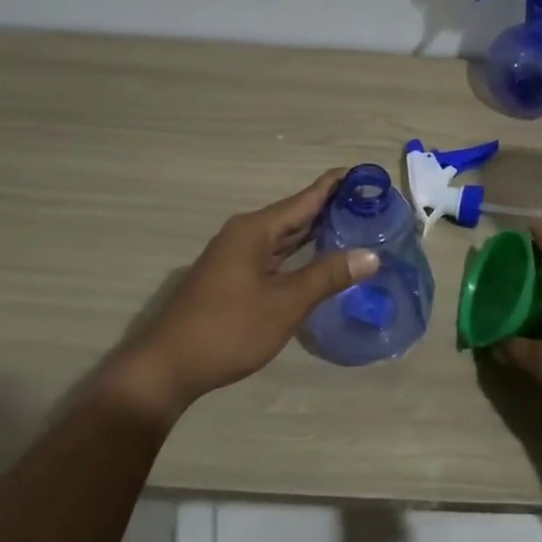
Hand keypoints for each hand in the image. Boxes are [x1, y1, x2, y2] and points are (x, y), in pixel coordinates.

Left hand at [99, 169, 378, 419]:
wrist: (168, 366)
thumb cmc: (229, 329)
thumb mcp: (285, 304)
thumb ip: (328, 276)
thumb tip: (371, 255)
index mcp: (255, 230)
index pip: (305, 198)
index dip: (336, 186)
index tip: (367, 175)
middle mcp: (245, 234)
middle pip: (295, 214)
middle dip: (331, 209)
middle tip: (372, 204)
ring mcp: (236, 256)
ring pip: (285, 237)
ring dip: (316, 232)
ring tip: (355, 226)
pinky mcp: (233, 277)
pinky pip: (275, 255)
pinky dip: (299, 254)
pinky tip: (320, 260)